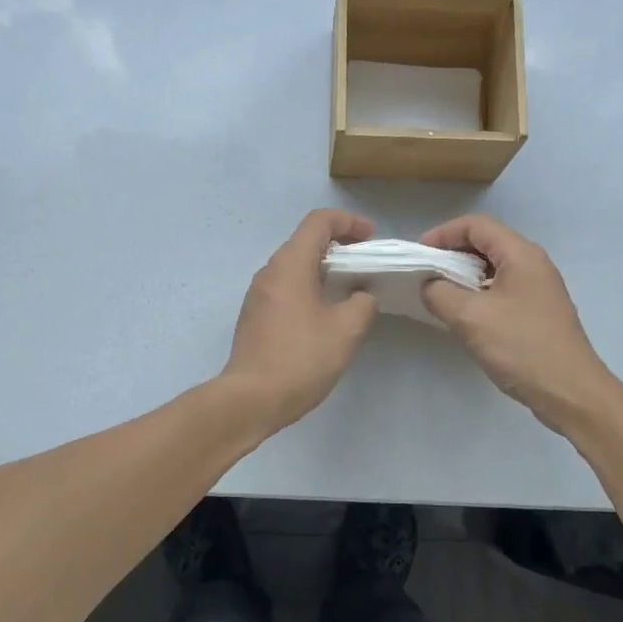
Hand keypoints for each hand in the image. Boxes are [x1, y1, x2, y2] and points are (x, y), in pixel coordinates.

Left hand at [222, 209, 378, 429]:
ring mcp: (258, 294)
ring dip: (324, 270)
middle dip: (339, 246)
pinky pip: (286, 288)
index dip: (349, 222)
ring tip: (350, 291)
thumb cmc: (301, 358)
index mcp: (291, 264)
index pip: (319, 222)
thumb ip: (363, 303)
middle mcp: (270, 271)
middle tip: (366, 266)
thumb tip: (362, 295)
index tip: (371, 239)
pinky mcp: (255, 315)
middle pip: (306, 241)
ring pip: (295, 266)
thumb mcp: (346, 330)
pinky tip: (326, 314)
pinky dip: (309, 288)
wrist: (251, 399)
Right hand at [420, 215, 617, 433]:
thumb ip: (441, 294)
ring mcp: (539, 289)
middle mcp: (534, 264)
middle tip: (425, 273)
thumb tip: (430, 285)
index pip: (477, 226)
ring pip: (494, 268)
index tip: (419, 254)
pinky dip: (479, 293)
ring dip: (465, 275)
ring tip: (439, 293)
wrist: (571, 393)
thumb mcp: (471, 318)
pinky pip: (503, 289)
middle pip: (487, 243)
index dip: (444, 233)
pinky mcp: (539, 312)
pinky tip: (464, 315)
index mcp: (521, 255)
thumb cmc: (522, 347)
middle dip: (452, 252)